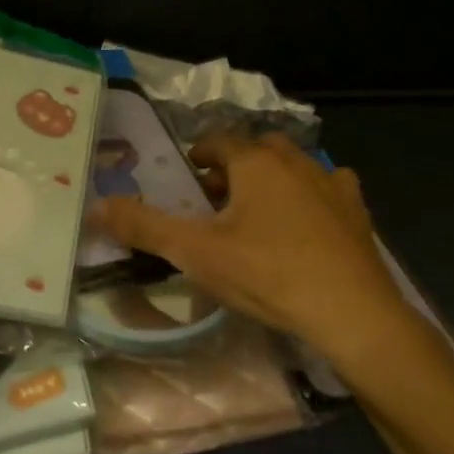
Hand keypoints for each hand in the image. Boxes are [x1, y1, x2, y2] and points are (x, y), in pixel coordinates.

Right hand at [92, 133, 412, 360]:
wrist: (350, 312)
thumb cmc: (267, 274)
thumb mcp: (196, 252)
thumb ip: (144, 227)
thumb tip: (96, 206)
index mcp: (254, 162)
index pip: (217, 141)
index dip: (197, 155)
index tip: (186, 176)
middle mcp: (294, 160)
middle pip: (255, 150)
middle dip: (233, 167)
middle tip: (215, 200)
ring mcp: (331, 182)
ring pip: (292, 166)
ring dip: (271, 179)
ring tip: (256, 212)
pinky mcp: (356, 210)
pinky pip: (328, 188)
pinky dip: (311, 195)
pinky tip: (306, 221)